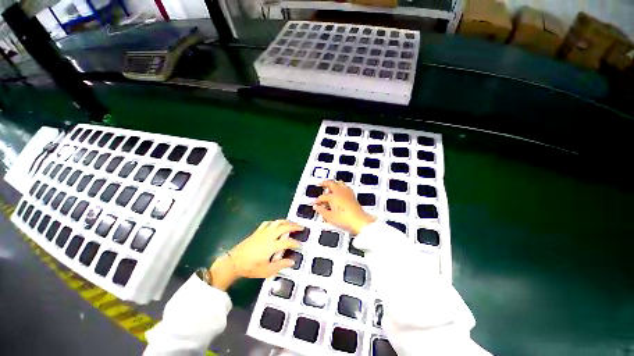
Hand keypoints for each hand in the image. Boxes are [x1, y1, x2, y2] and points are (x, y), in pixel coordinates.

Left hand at [209, 220, 301, 290]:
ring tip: (292, 223)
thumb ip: (280, 265)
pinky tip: (276, 224)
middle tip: (301, 227)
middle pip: (284, 227)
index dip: (296, 243)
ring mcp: (263, 232)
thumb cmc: (250, 268)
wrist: (233, 262)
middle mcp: (269, 236)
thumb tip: (292, 262)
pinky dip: (274, 222)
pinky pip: (268, 223)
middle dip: (294, 226)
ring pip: (277, 222)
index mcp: (271, 246)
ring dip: (286, 221)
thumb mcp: (266, 271)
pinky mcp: (257, 231)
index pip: (287, 242)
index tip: (300, 245)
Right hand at [313, 180, 375, 234]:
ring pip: (339, 182)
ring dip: (334, 183)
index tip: (315, 203)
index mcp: (333, 196)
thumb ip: (321, 211)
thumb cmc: (346, 219)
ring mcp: (347, 192)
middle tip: (321, 184)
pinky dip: (341, 186)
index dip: (317, 200)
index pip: (322, 196)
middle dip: (324, 183)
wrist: (359, 221)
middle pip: (331, 183)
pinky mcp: (353, 195)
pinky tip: (341, 190)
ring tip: (330, 186)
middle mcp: (340, 192)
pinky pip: (346, 186)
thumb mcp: (329, 217)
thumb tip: (317, 207)